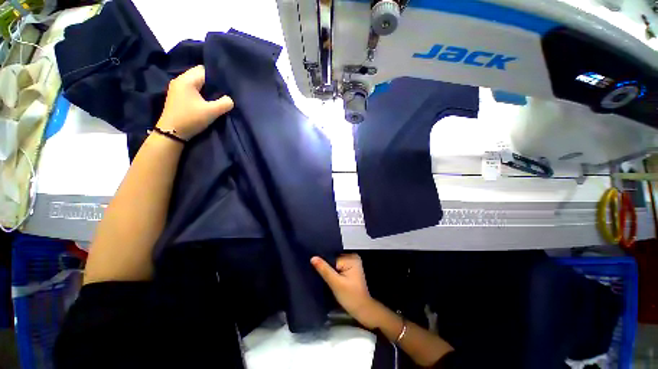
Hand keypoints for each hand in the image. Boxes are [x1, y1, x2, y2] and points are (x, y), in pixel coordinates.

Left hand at [157, 65, 233, 140]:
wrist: (171, 132)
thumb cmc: (191, 119)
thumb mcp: (211, 112)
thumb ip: (224, 103)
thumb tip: (230, 99)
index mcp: (187, 80)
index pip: (204, 70)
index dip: (217, 76)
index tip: (227, 84)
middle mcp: (180, 80)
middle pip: (199, 74)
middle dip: (212, 81)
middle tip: (223, 90)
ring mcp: (177, 88)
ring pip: (195, 81)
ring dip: (206, 87)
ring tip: (217, 95)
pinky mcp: (177, 96)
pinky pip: (191, 88)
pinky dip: (200, 91)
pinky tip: (207, 99)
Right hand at [311, 254, 379, 328]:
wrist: (362, 310)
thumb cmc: (351, 297)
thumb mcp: (336, 283)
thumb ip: (324, 270)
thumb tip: (313, 257)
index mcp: (351, 257)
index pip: (332, 257)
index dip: (324, 264)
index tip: (315, 269)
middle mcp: (352, 257)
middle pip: (333, 259)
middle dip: (326, 267)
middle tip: (318, 274)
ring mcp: (352, 263)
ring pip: (334, 264)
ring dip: (329, 270)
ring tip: (322, 277)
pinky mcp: (350, 269)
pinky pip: (337, 267)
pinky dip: (333, 273)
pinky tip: (328, 278)